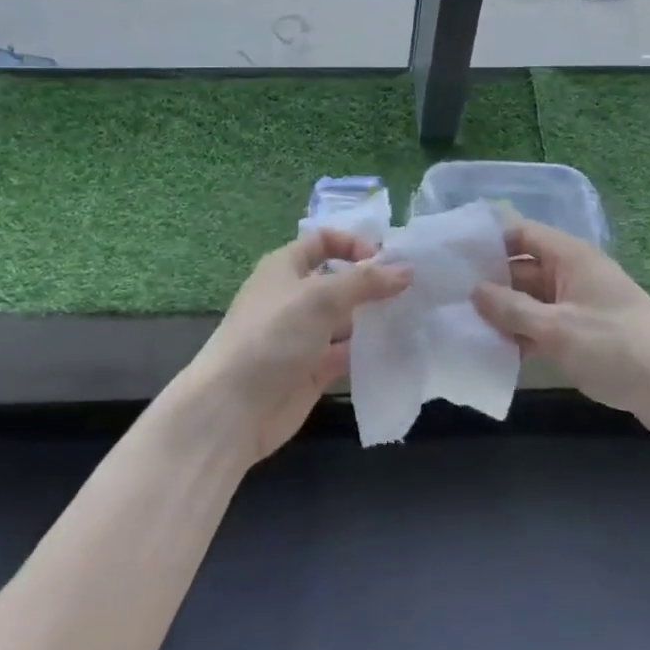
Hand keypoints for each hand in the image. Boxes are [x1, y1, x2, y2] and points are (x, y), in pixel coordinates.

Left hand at [185, 228, 411, 465]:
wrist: (233, 408)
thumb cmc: (272, 336)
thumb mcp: (320, 297)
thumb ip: (365, 282)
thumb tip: (406, 268)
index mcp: (286, 267)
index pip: (323, 241)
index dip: (354, 245)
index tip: (386, 261)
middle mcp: (294, 296)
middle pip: (339, 280)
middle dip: (372, 283)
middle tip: (414, 290)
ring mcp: (303, 335)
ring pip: (346, 318)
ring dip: (375, 317)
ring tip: (415, 318)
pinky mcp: (313, 369)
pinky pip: (347, 352)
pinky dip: (369, 350)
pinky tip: (399, 349)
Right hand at [471, 219, 649, 430]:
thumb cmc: (617, 348)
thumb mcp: (557, 329)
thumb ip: (512, 309)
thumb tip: (474, 290)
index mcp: (570, 256)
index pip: (520, 233)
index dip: (487, 240)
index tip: (451, 255)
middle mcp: (573, 273)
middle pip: (522, 267)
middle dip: (489, 282)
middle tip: (447, 297)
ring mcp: (579, 303)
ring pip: (531, 299)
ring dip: (504, 312)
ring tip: (463, 325)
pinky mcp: (584, 332)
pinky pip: (544, 323)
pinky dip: (523, 334)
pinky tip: (496, 350)